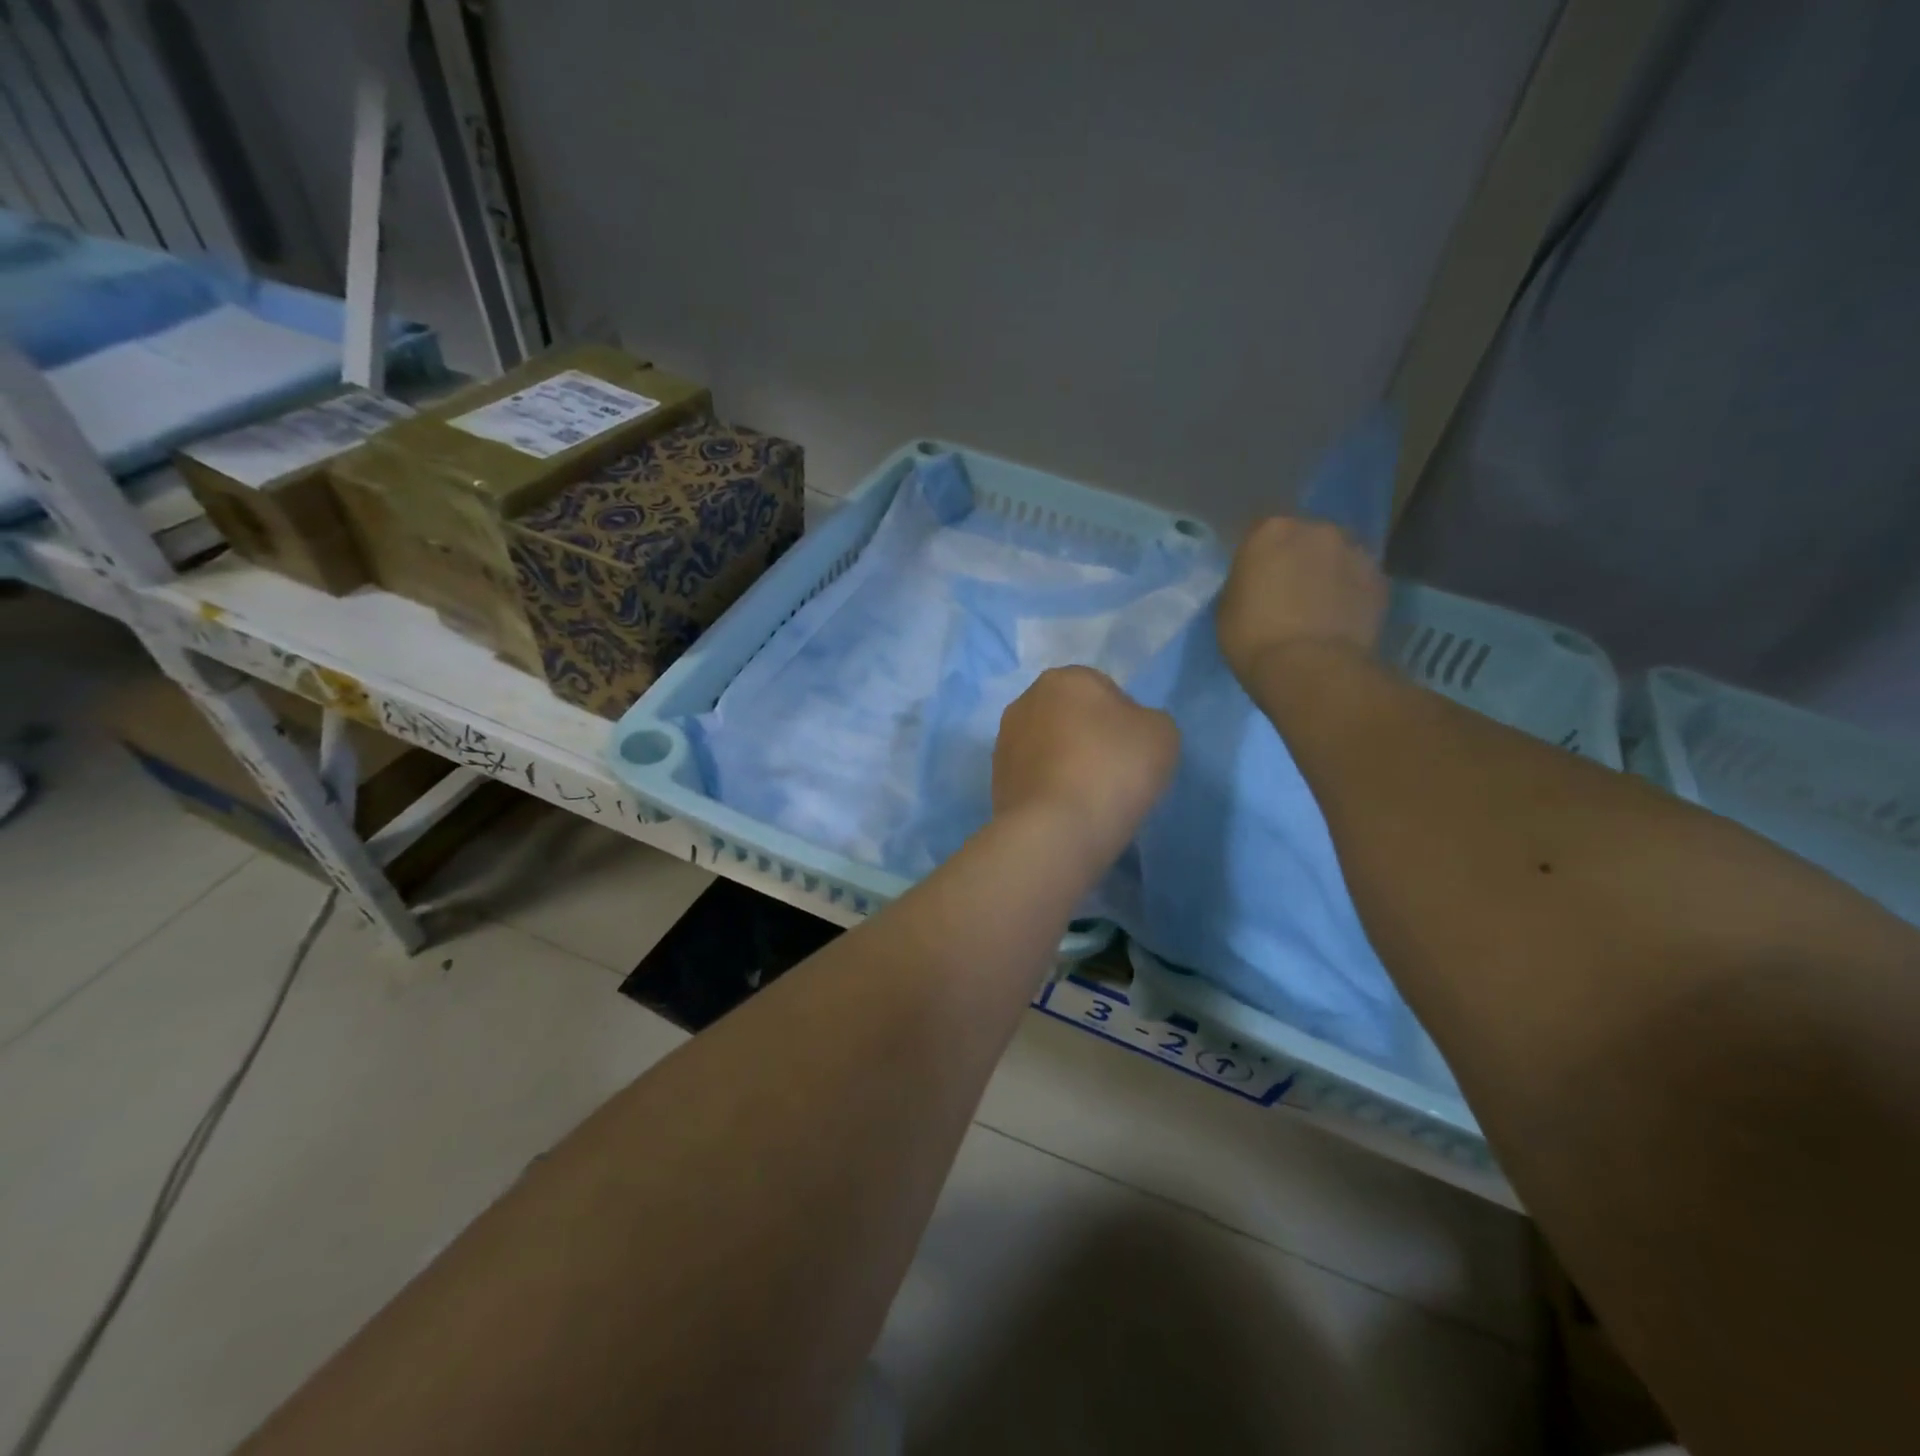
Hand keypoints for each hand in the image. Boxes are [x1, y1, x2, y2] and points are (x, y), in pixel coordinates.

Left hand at [993, 667, 1178, 868]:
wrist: (1055, 830)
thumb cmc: (1113, 769)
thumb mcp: (1162, 734)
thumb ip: (1148, 720)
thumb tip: (1126, 732)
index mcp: (1065, 678)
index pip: (1105, 691)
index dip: (1126, 721)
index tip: (1134, 753)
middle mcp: (1026, 700)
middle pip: (1072, 717)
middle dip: (1090, 739)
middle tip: (1114, 774)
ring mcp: (1005, 740)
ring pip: (1049, 747)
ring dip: (1066, 763)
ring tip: (1089, 798)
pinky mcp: (995, 779)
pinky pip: (1035, 777)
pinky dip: (1050, 788)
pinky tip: (1067, 811)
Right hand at [1215, 517, 1386, 685]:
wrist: (1310, 668)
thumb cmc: (1253, 637)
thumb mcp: (1227, 608)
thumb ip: (1244, 583)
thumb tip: (1258, 583)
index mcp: (1271, 530)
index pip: (1260, 532)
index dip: (1258, 556)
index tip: (1255, 578)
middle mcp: (1317, 529)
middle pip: (1305, 538)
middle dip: (1298, 558)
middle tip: (1289, 590)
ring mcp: (1355, 551)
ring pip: (1337, 556)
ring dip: (1328, 572)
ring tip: (1319, 605)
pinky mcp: (1382, 579)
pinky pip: (1359, 579)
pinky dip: (1351, 592)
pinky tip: (1340, 617)